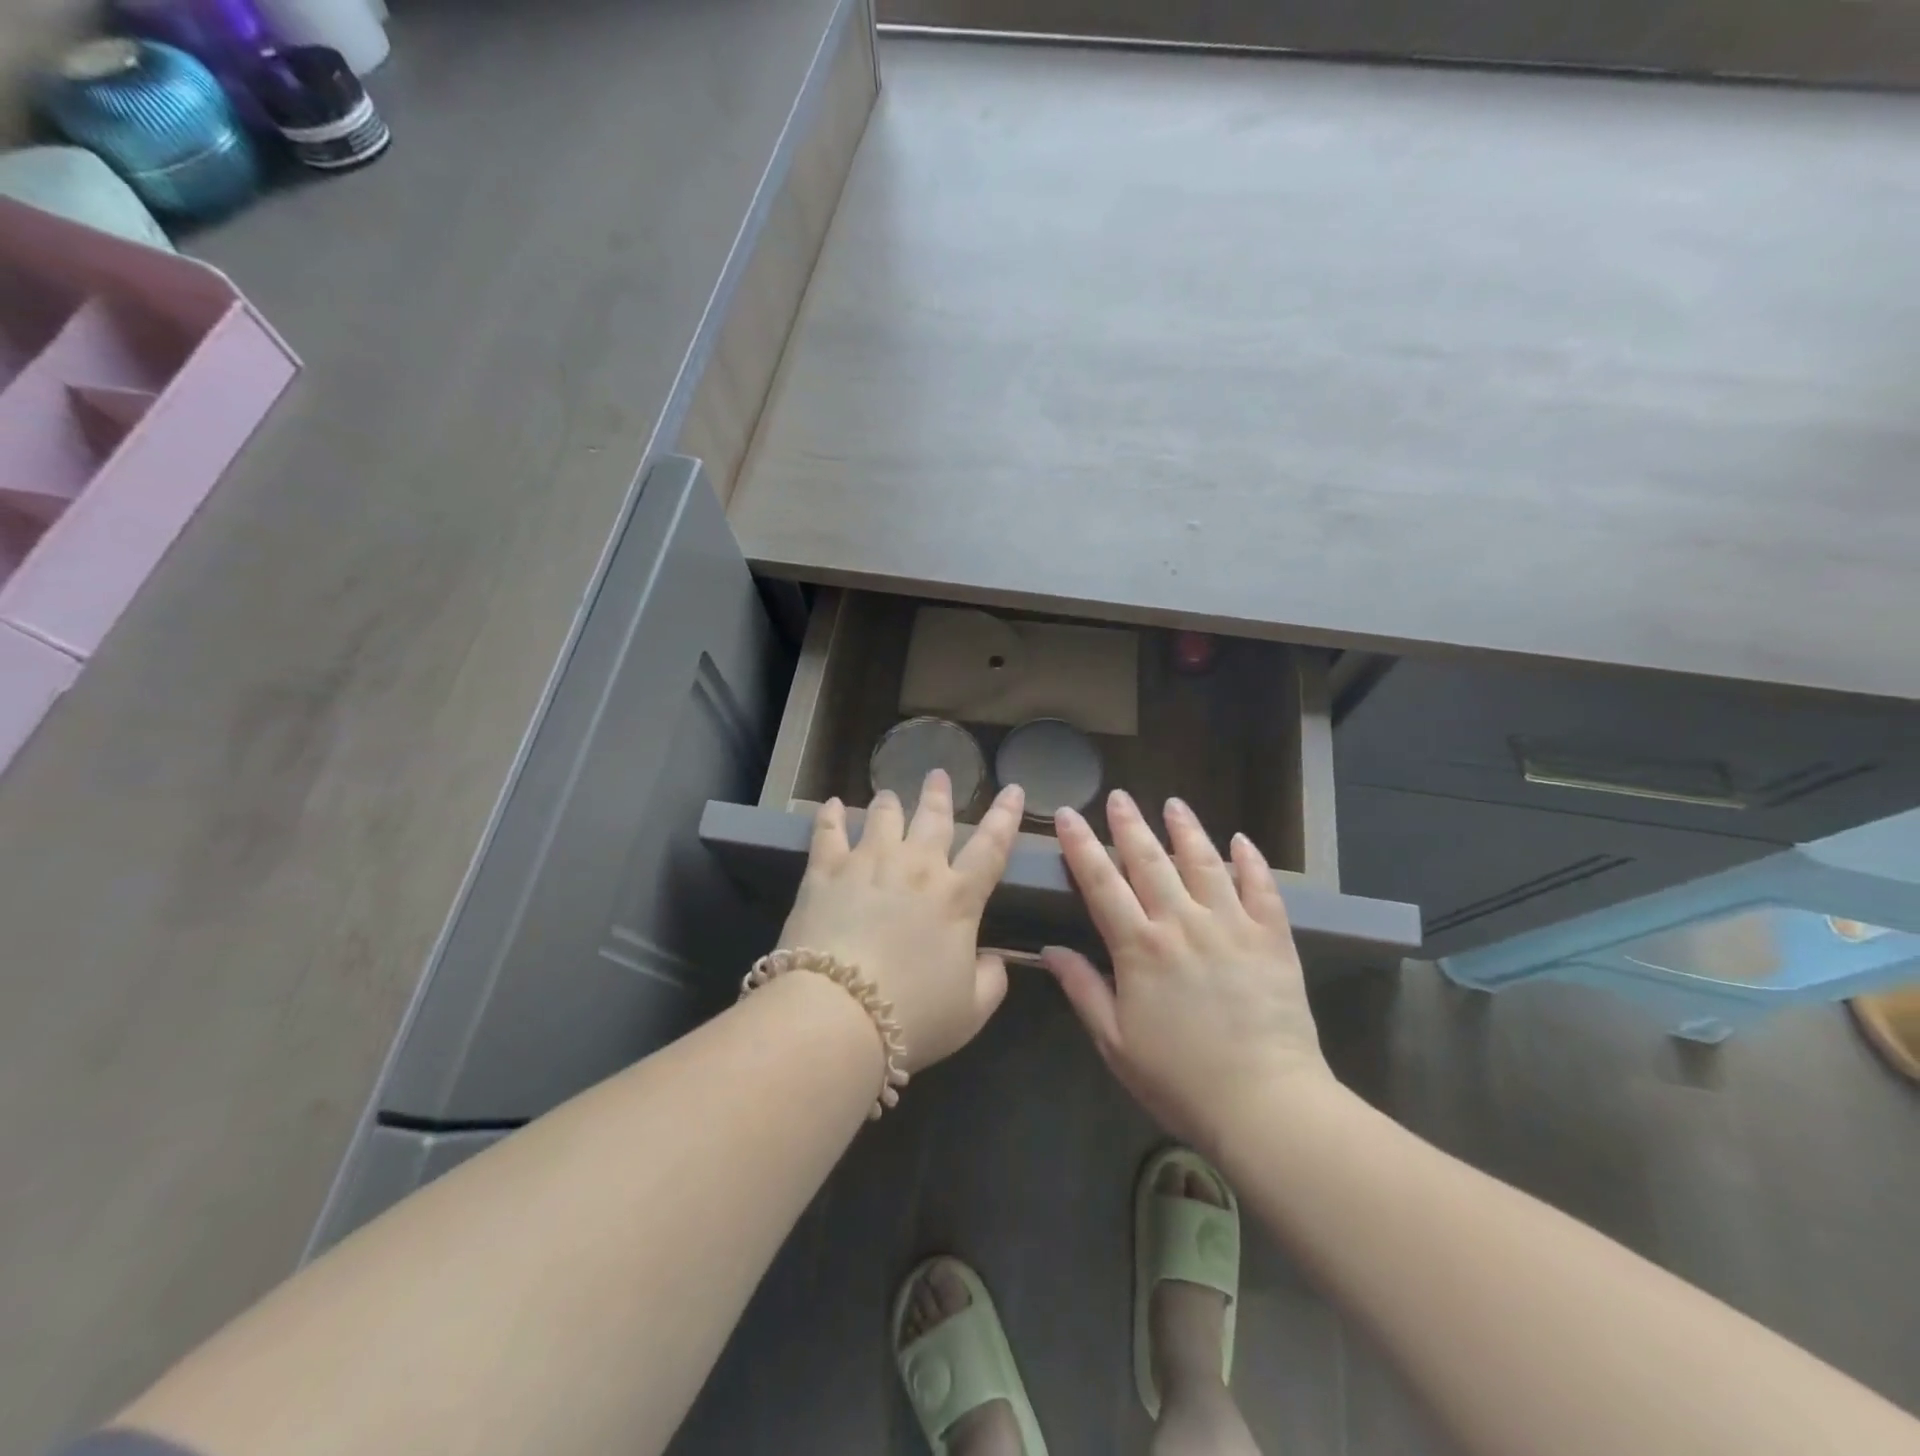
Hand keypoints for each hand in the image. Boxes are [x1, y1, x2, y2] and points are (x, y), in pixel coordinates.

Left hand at [777, 770, 1025, 1071]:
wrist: (839, 1014)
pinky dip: (831, 815)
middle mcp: (917, 868)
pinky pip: (828, 832)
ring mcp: (868, 863)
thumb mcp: (971, 1011)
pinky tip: (833, 805)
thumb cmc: (914, 1016)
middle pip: (933, 818)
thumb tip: (995, 959)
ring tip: (889, 793)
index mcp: (958, 897)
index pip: (992, 846)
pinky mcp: (825, 871)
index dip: (1006, 816)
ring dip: (890, 801)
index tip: (1014, 789)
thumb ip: (992, 981)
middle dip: (939, 794)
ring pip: (883, 816)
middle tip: (938, 774)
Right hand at [1042, 790, 1332, 1150]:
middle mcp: (1182, 923)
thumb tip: (1050, 949)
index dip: (1081, 845)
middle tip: (1118, 796)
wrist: (1265, 1104)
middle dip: (1129, 824)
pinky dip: (1251, 861)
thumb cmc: (1180, 1080)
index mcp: (1140, 947)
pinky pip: (1261, 888)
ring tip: (1174, 804)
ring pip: (1204, 863)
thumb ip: (1083, 989)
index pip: (1101, 882)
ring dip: (1186, 830)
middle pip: (1150, 860)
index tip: (1068, 815)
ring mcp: (1231, 926)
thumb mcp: (1115, 1042)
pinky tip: (1241, 841)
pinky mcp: (1272, 938)